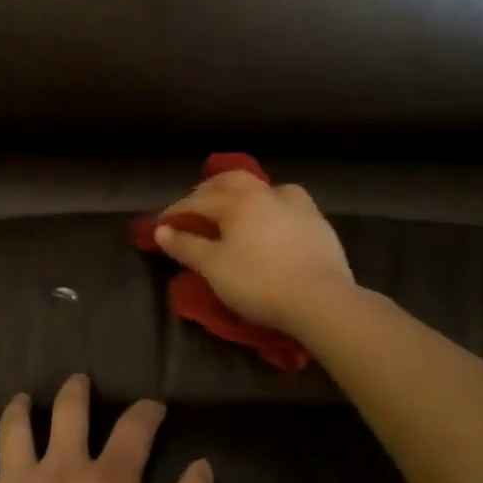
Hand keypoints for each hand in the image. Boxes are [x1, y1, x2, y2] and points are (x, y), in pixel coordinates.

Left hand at [0, 375, 220, 482]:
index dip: (146, 412)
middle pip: (68, 412)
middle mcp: (61, 469)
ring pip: (14, 431)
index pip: (133, 429)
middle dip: (76, 392)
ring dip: (18, 410)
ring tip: (21, 400)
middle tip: (78, 382)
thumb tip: (201, 465)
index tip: (153, 408)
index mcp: (109, 481)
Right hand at [152, 170, 354, 332]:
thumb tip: (161, 230)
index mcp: (238, 200)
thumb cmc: (258, 282)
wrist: (322, 300)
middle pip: (231, 181)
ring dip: (243, 192)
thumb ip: (186, 246)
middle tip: (194, 205)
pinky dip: (271, 206)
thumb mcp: (213, 267)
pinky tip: (271, 221)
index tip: (160, 226)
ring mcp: (297, 206)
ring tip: (235, 207)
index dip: (176, 213)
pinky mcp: (318, 224)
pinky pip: (288, 204)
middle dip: (208, 190)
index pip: (198, 201)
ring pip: (264, 187)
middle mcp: (266, 193)